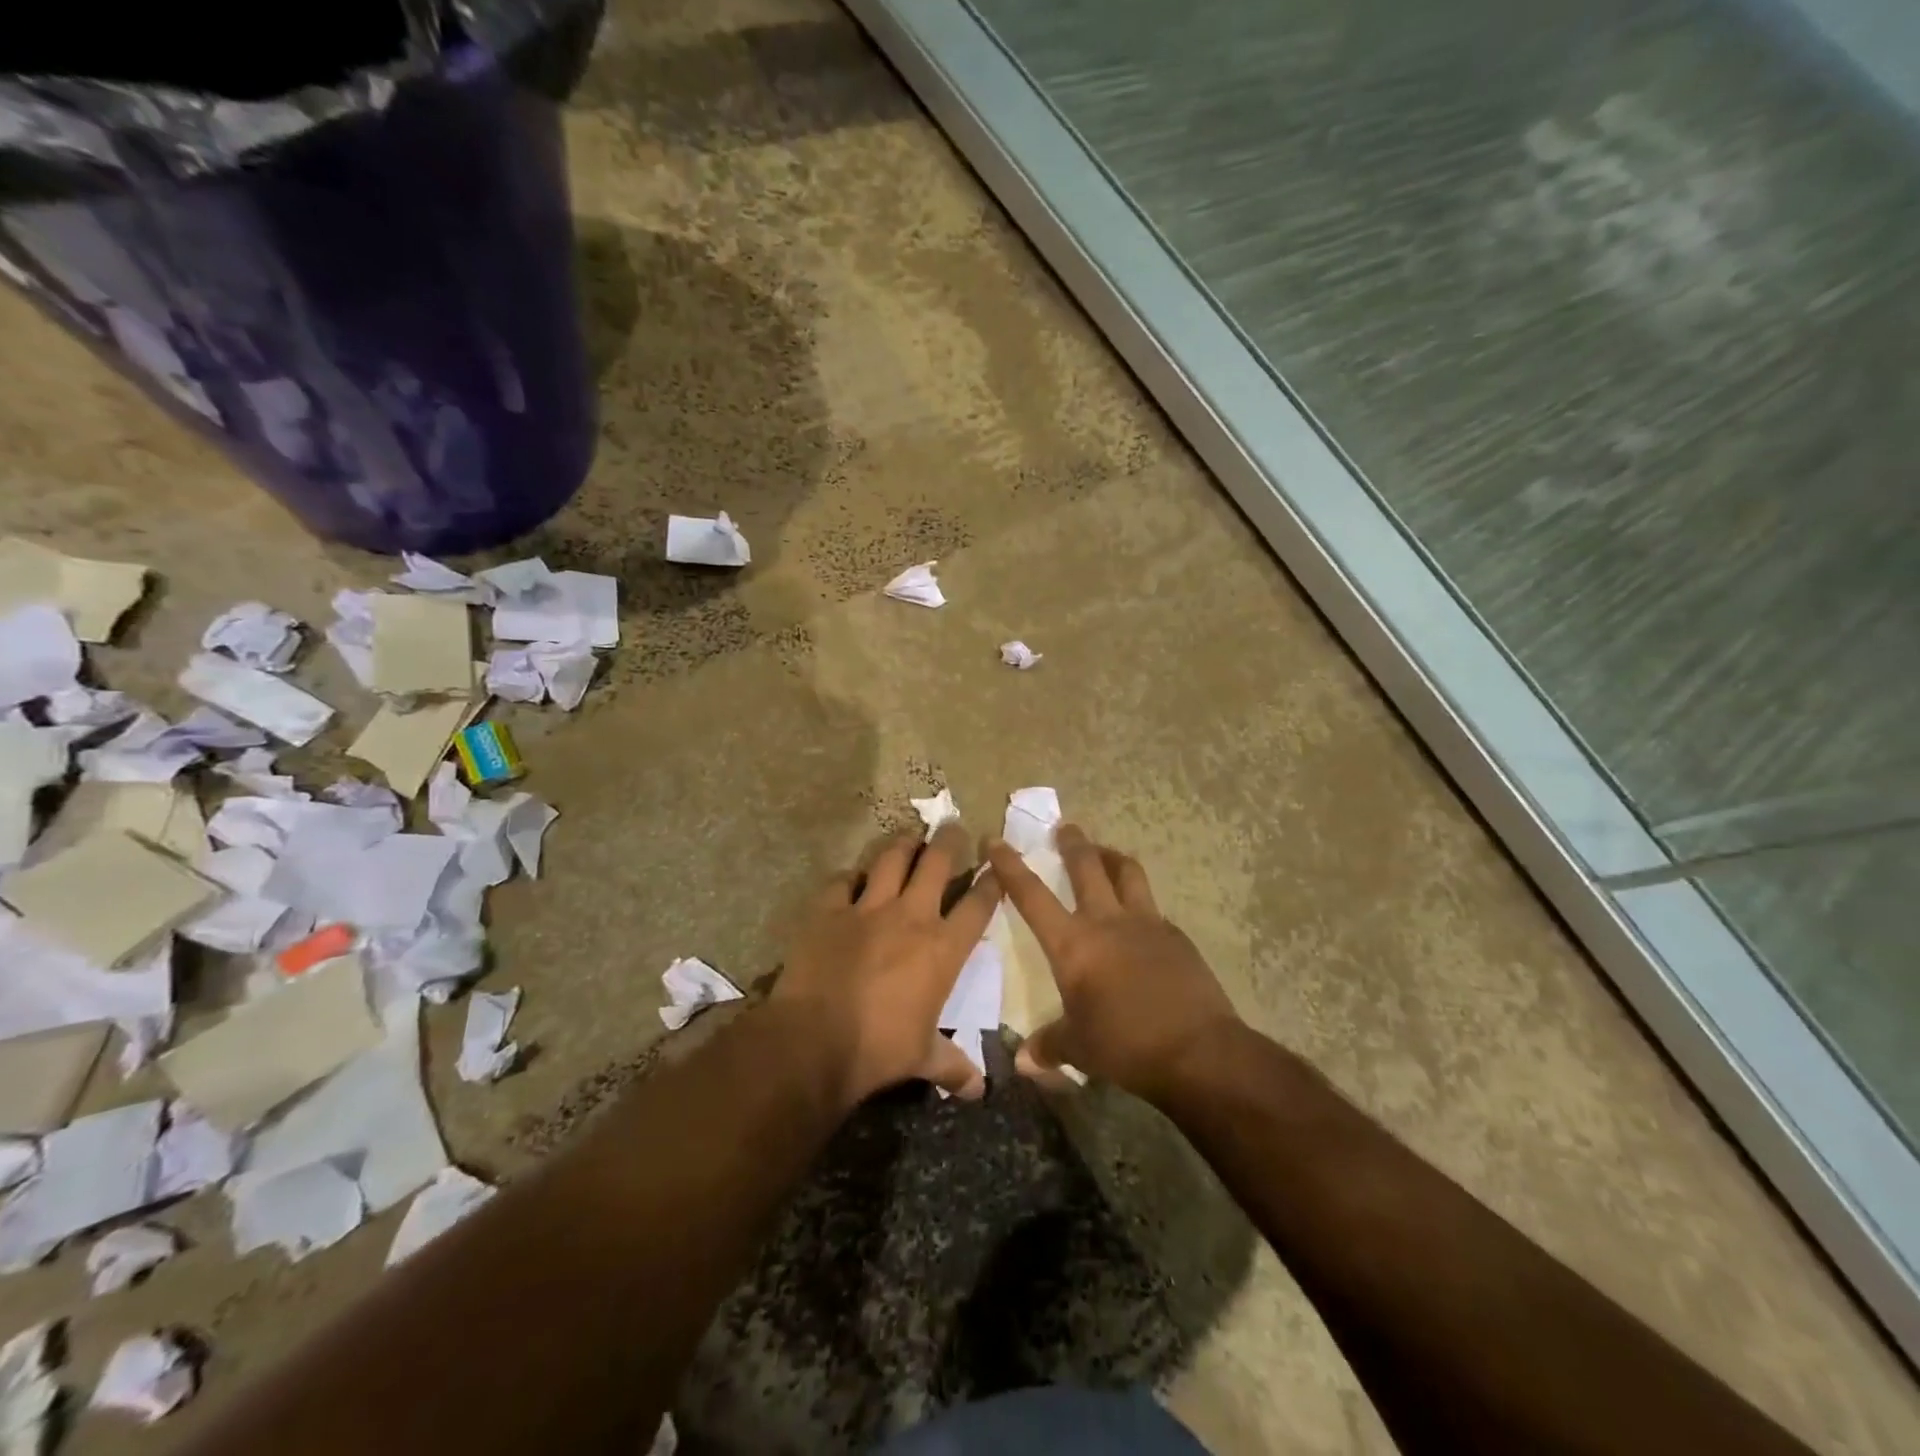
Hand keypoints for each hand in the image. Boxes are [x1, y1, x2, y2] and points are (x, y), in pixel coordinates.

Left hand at [774, 824, 1002, 1105]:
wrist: (816, 1040)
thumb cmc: (879, 1049)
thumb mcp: (922, 1058)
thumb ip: (952, 1066)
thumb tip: (979, 1091)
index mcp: (943, 948)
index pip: (977, 905)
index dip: (991, 883)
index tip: (996, 869)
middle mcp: (911, 916)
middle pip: (937, 863)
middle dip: (950, 840)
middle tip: (954, 825)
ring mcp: (867, 908)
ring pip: (891, 859)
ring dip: (904, 843)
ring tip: (910, 834)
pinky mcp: (829, 910)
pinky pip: (842, 881)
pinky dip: (850, 877)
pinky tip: (852, 877)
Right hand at [986, 824, 1239, 1102]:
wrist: (1199, 1051)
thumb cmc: (1126, 1046)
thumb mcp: (1079, 1048)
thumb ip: (1049, 1045)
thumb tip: (1022, 1061)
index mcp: (1073, 944)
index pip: (1031, 895)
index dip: (1010, 866)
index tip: (995, 840)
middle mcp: (1106, 921)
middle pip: (1087, 865)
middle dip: (1073, 842)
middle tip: (1065, 828)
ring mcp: (1146, 923)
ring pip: (1127, 872)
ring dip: (1111, 857)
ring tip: (1104, 853)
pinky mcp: (1176, 936)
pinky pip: (1152, 907)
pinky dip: (1139, 902)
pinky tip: (1139, 919)